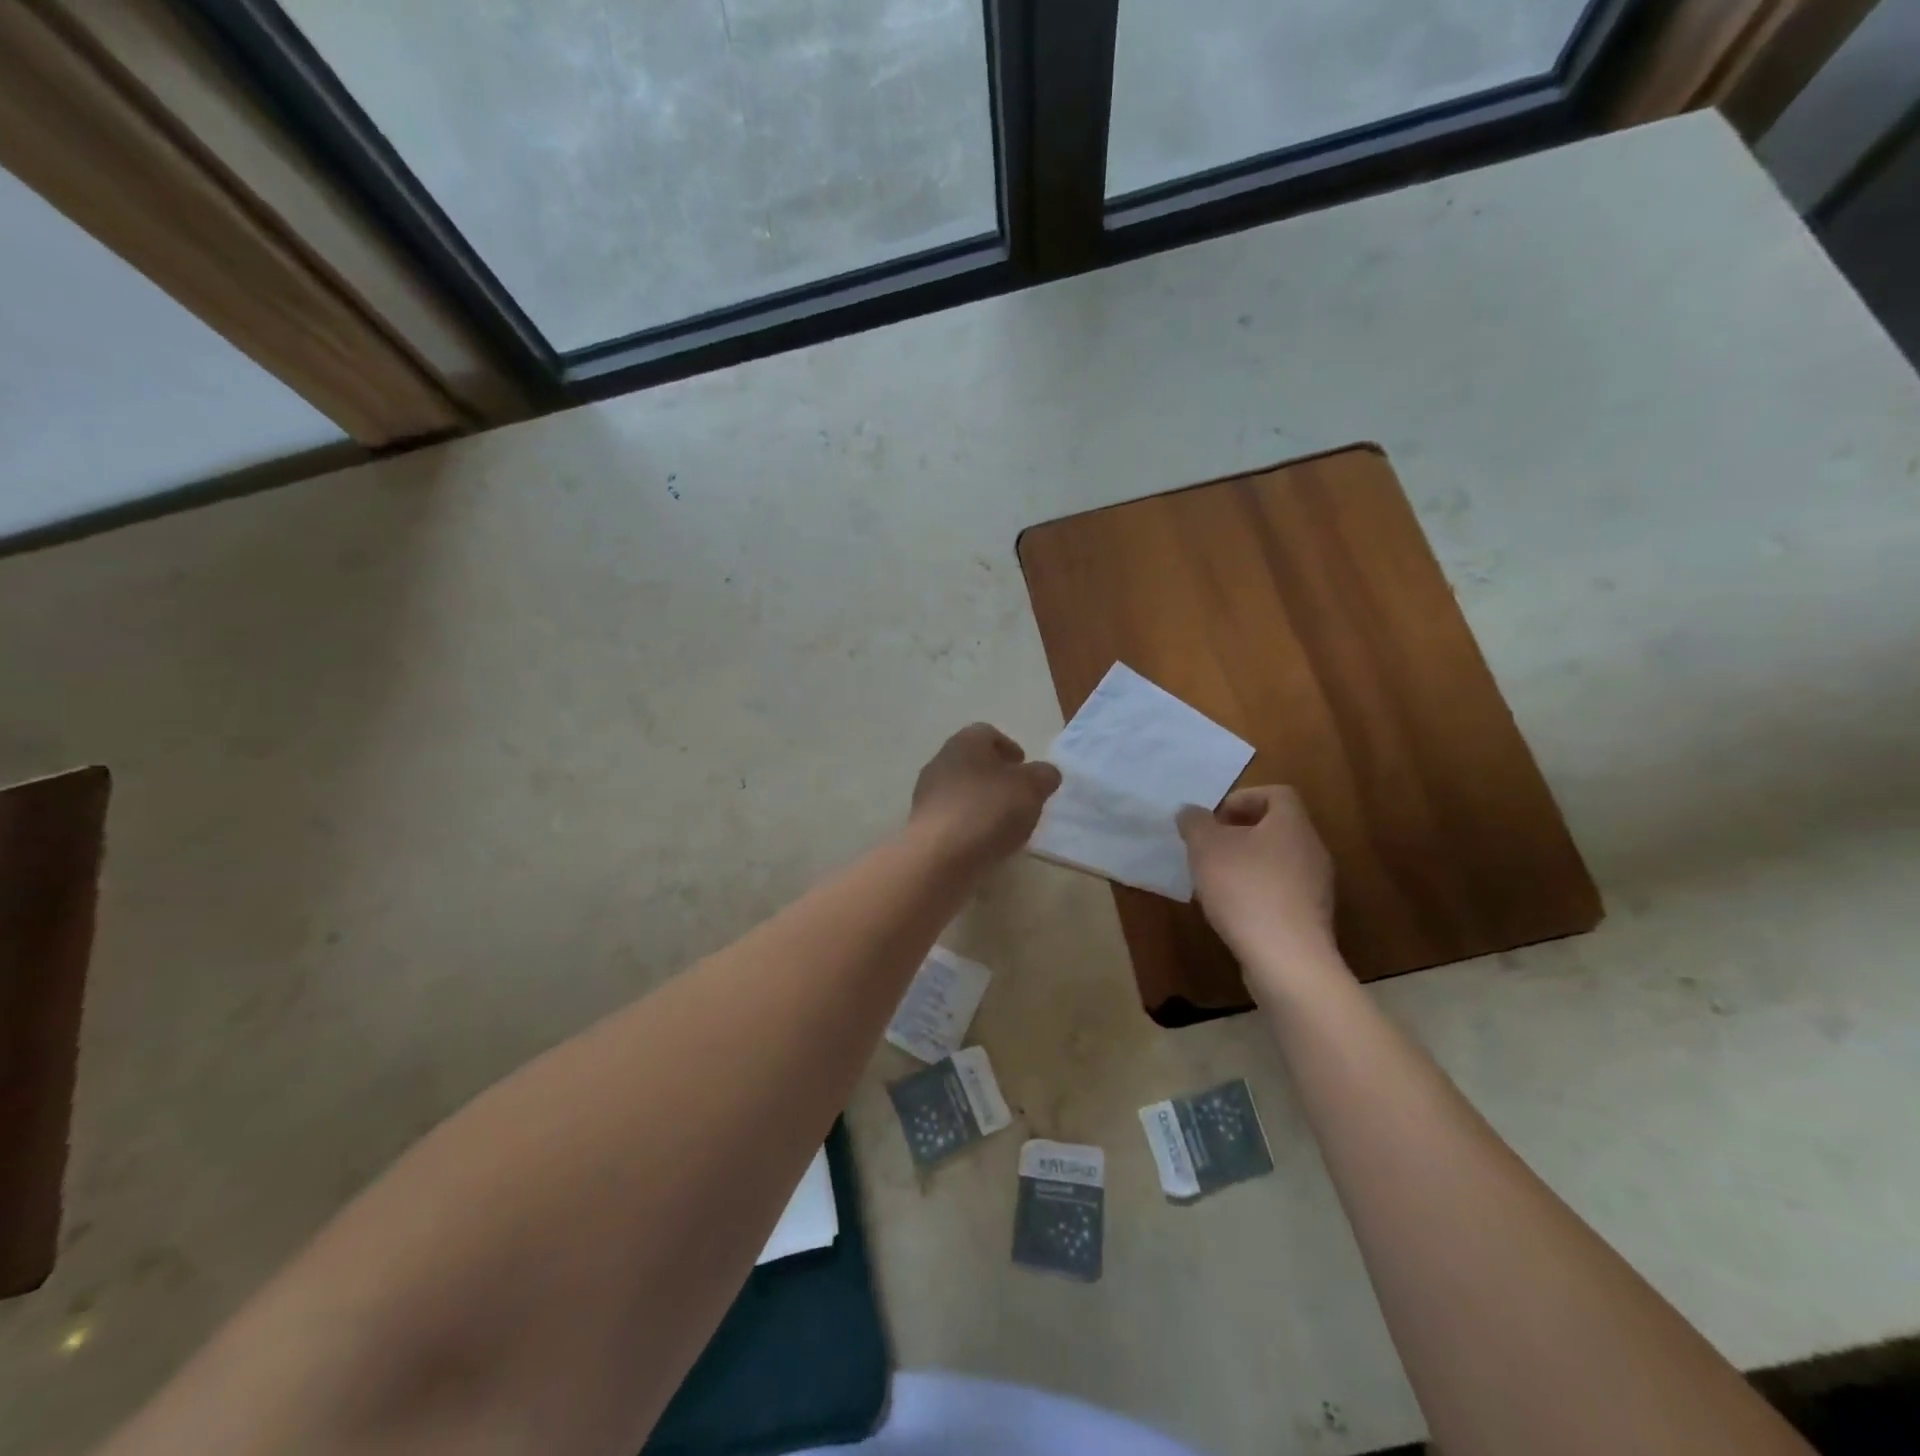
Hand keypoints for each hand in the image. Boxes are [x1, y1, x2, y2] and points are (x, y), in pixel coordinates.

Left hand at [911, 724, 1061, 865]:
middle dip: (996, 776)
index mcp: (965, 742)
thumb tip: (1044, 773)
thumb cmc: (988, 809)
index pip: (988, 733)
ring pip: (961, 789)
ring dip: (982, 801)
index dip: (1010, 748)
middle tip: (1018, 796)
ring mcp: (926, 793)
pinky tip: (983, 841)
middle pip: (973, 762)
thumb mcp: (1031, 788)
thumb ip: (1044, 775)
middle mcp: (940, 760)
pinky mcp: (921, 823)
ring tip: (1004, 824)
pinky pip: (952, 815)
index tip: (1025, 769)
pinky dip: (968, 822)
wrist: (939, 855)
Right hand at [1177, 786, 1339, 978]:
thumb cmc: (1245, 888)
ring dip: (1247, 864)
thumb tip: (1190, 812)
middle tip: (1209, 847)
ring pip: (1278, 861)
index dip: (1244, 798)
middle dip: (1240, 834)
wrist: (1286, 958)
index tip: (1215, 818)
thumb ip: (1195, 823)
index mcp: (1291, 824)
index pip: (1277, 794)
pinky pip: (1281, 892)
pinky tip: (1232, 911)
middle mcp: (1311, 849)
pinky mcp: (1311, 918)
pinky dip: (1257, 892)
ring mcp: (1316, 886)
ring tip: (1215, 881)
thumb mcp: (1206, 847)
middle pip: (1277, 828)